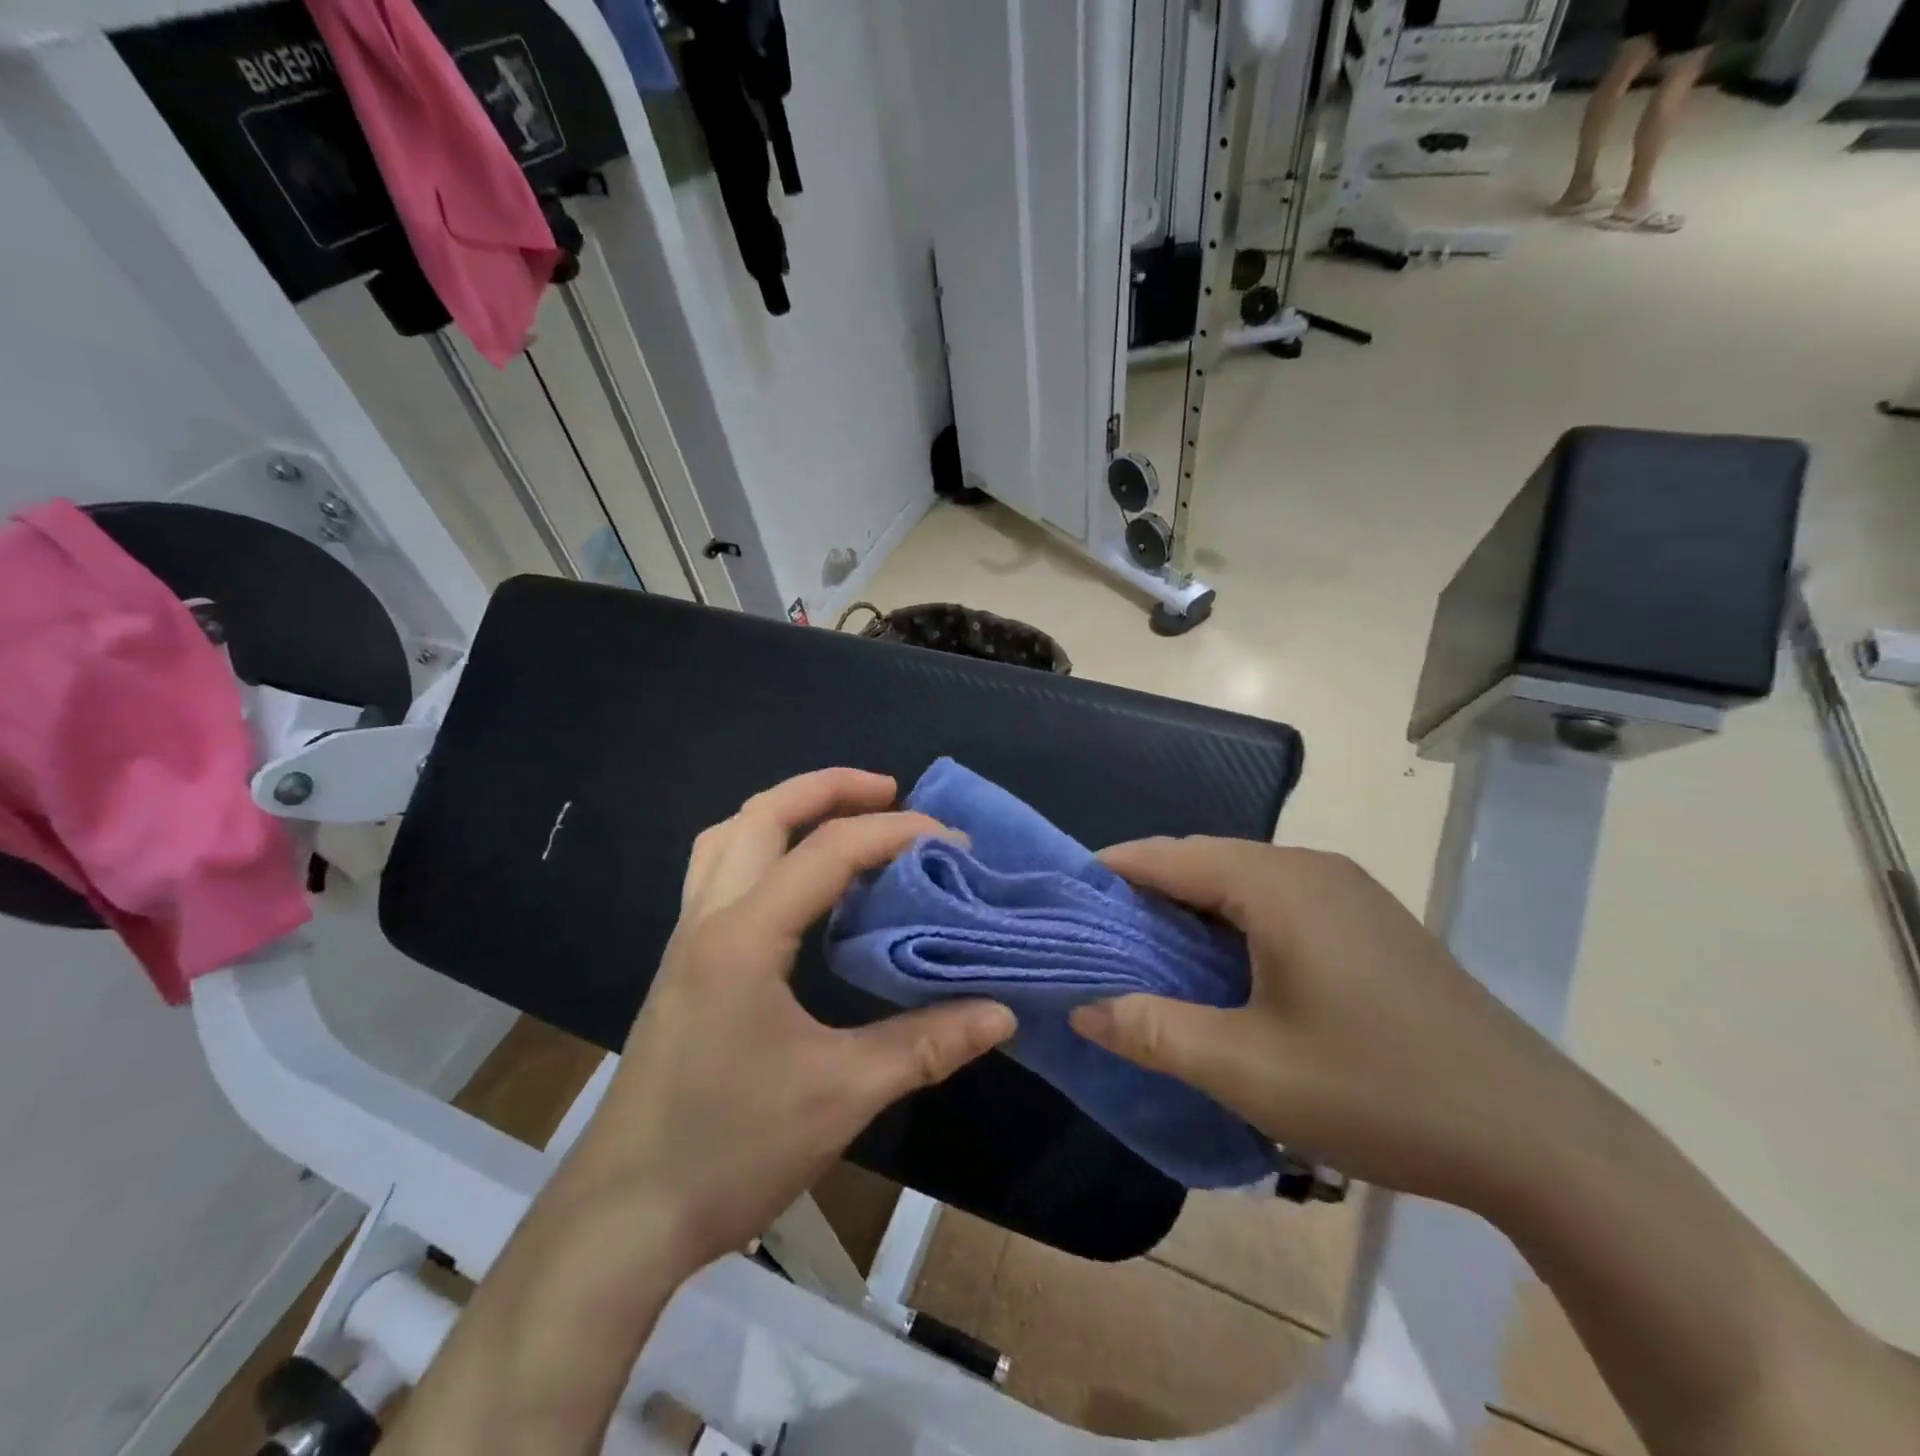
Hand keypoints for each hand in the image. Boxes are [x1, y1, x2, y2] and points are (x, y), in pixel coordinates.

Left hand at [564, 768, 1015, 1272]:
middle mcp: (708, 917)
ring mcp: (687, 938)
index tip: (951, 843)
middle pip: (762, 814)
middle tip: (889, 791)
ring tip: (843, 820)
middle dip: (828, 789)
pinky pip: (720, 872)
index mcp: (744, 936)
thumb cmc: (731, 1149)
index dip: (895, 833)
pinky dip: (764, 849)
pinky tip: (800, 885)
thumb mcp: (842, 1095)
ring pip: (729, 836)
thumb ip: (926, 1044)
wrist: (624, 1216)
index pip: (828, 851)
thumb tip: (1001, 1012)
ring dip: (787, 811)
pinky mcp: (683, 963)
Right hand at [1070, 838, 1576, 1208]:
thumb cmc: (1377, 1089)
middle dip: (1146, 892)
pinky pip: (1278, 900)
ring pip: (1241, 880)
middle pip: (1204, 860)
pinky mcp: (1369, 920)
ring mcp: (1347, 890)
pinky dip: (1234, 921)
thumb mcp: (1247, 1069)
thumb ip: (1153, 1032)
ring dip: (1191, 908)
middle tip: (1100, 939)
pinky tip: (1224, 968)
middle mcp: (1310, 868)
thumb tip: (1083, 1008)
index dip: (1111, 873)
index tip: (1066, 903)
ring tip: (1150, 954)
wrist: (1536, 1135)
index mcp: (1277, 884)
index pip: (1168, 855)